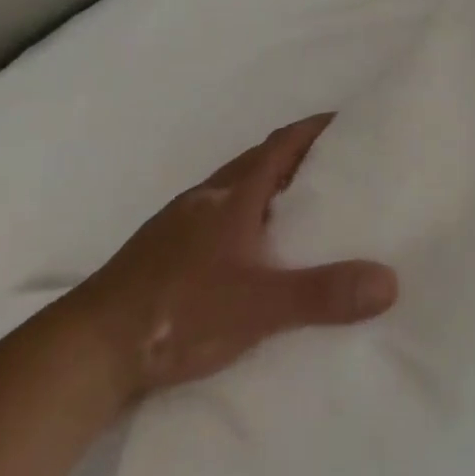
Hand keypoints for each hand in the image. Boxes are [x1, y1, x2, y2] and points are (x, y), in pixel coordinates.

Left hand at [65, 114, 397, 402]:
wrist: (84, 352)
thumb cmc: (175, 312)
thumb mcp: (258, 306)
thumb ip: (322, 294)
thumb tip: (390, 281)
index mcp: (232, 195)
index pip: (281, 145)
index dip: (314, 129)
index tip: (348, 123)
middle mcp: (206, 199)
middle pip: (258, 161)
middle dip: (297, 156)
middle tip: (337, 167)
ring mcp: (178, 225)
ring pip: (234, 191)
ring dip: (268, 188)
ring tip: (302, 208)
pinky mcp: (161, 254)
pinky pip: (216, 219)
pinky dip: (244, 218)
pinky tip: (250, 252)